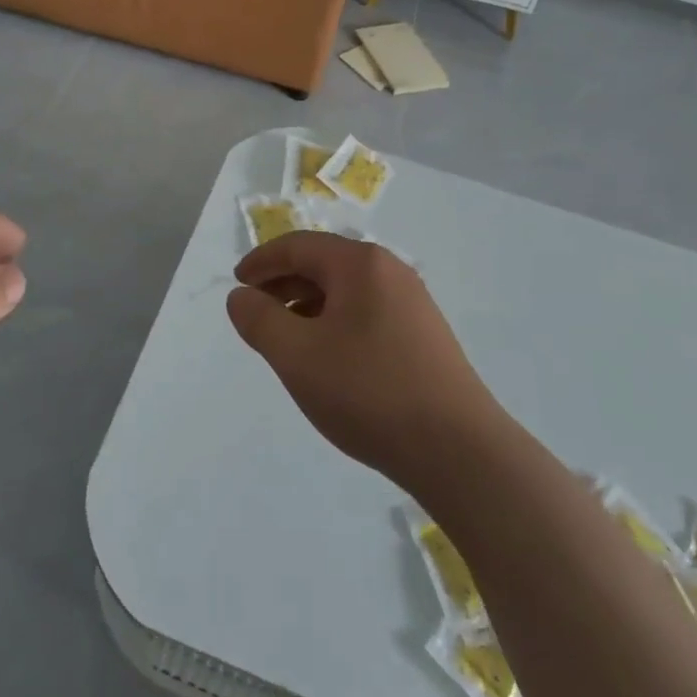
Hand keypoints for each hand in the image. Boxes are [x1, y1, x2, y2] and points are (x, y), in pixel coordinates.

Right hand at [226, 232, 500, 491]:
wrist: (459, 450)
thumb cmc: (369, 392)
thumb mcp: (298, 357)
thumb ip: (260, 321)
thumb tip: (240, 296)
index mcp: (360, 263)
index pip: (299, 246)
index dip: (262, 261)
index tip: (236, 282)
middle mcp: (389, 270)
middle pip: (324, 263)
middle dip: (284, 283)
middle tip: (255, 311)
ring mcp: (412, 301)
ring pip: (346, 290)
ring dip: (309, 305)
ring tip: (287, 338)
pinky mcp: (425, 333)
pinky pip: (367, 311)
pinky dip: (336, 322)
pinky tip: (329, 357)